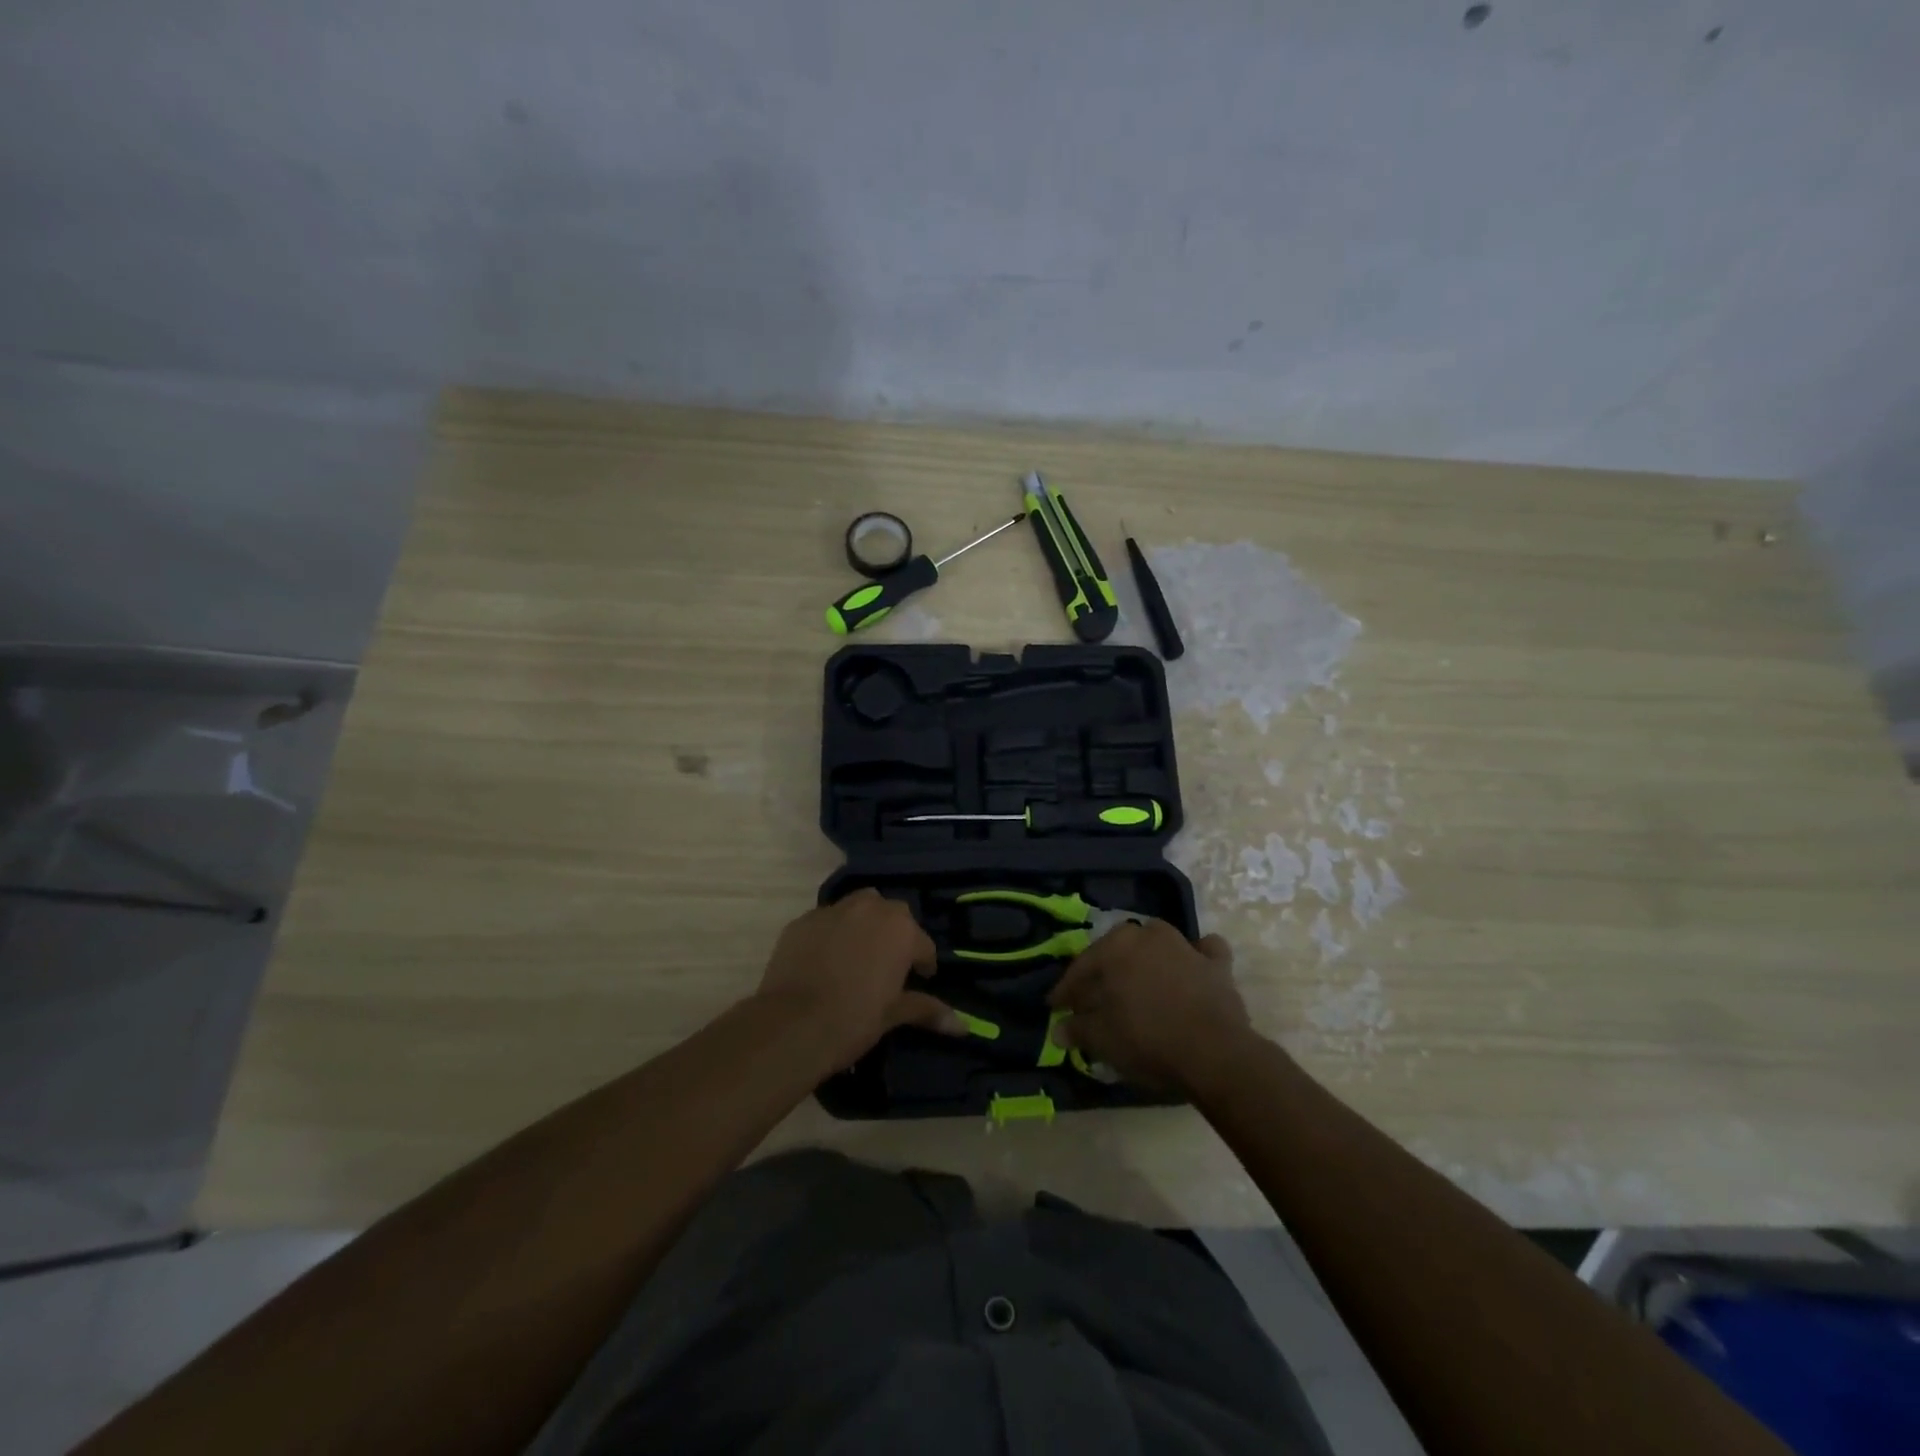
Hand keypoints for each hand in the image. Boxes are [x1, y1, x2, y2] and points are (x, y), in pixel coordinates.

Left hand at [754, 889, 963, 1069]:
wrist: (791, 1025)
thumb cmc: (853, 1019)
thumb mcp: (893, 1015)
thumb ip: (927, 1010)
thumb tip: (963, 1026)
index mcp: (900, 929)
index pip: (923, 944)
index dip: (923, 965)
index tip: (919, 981)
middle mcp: (869, 908)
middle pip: (892, 914)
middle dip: (894, 935)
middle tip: (888, 966)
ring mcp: (832, 911)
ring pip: (857, 908)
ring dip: (863, 926)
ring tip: (857, 956)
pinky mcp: (801, 921)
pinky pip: (825, 921)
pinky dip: (830, 934)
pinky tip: (824, 960)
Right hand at [1047, 919, 1254, 1093]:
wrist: (1214, 1053)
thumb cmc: (1148, 1039)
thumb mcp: (1102, 1039)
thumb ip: (1077, 1029)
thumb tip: (1058, 1030)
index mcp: (1115, 946)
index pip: (1081, 968)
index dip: (1065, 991)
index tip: (1055, 1007)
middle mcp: (1148, 935)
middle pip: (1118, 951)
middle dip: (1104, 972)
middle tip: (1094, 997)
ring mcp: (1186, 946)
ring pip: (1159, 943)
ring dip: (1147, 958)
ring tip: (1139, 982)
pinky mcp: (1217, 965)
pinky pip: (1205, 952)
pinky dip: (1197, 957)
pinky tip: (1192, 969)